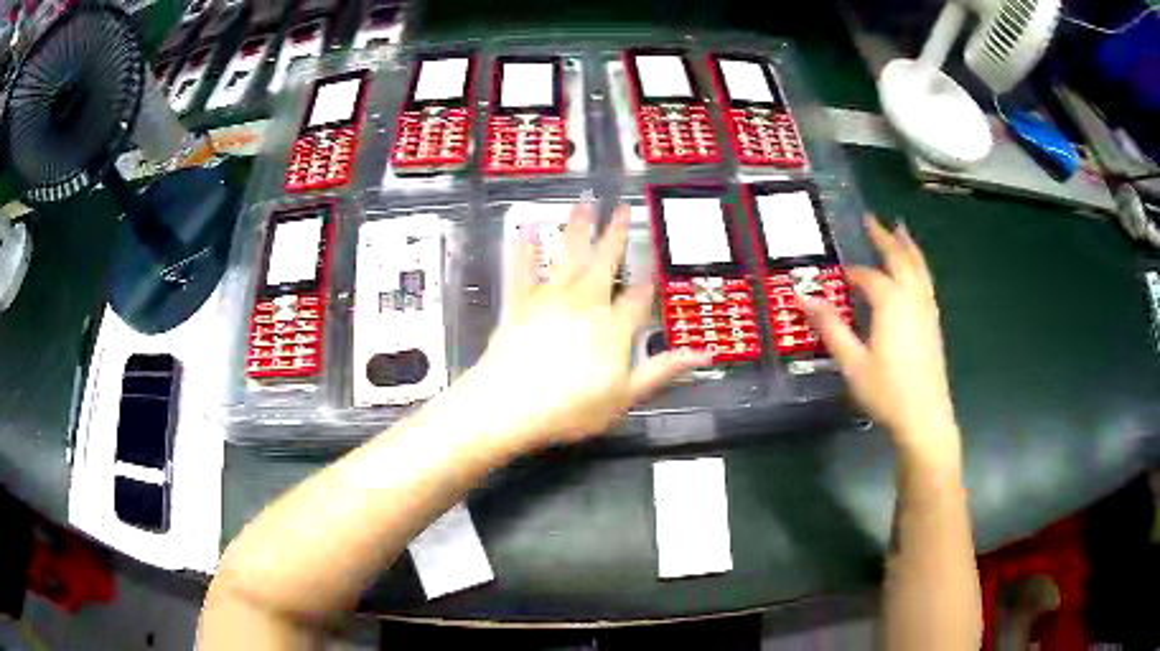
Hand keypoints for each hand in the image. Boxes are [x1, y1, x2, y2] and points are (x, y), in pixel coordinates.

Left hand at [459, 203, 710, 451]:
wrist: (511, 406)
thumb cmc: (571, 407)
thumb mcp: (626, 395)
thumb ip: (662, 370)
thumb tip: (702, 354)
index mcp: (613, 327)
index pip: (638, 298)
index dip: (649, 280)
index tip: (655, 261)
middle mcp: (584, 304)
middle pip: (605, 263)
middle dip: (615, 236)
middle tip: (622, 209)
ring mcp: (550, 300)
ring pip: (567, 256)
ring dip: (577, 229)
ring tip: (584, 204)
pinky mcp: (519, 304)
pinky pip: (522, 270)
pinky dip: (524, 248)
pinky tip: (525, 228)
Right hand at [802, 217, 959, 466]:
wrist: (925, 417)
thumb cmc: (886, 391)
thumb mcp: (852, 362)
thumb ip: (830, 327)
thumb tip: (803, 297)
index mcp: (891, 303)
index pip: (869, 277)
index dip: (852, 273)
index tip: (837, 275)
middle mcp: (912, 298)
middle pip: (900, 259)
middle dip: (885, 237)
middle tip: (872, 219)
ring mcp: (927, 310)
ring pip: (919, 268)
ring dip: (907, 246)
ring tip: (900, 229)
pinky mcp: (934, 324)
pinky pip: (926, 282)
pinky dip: (918, 266)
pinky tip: (915, 272)